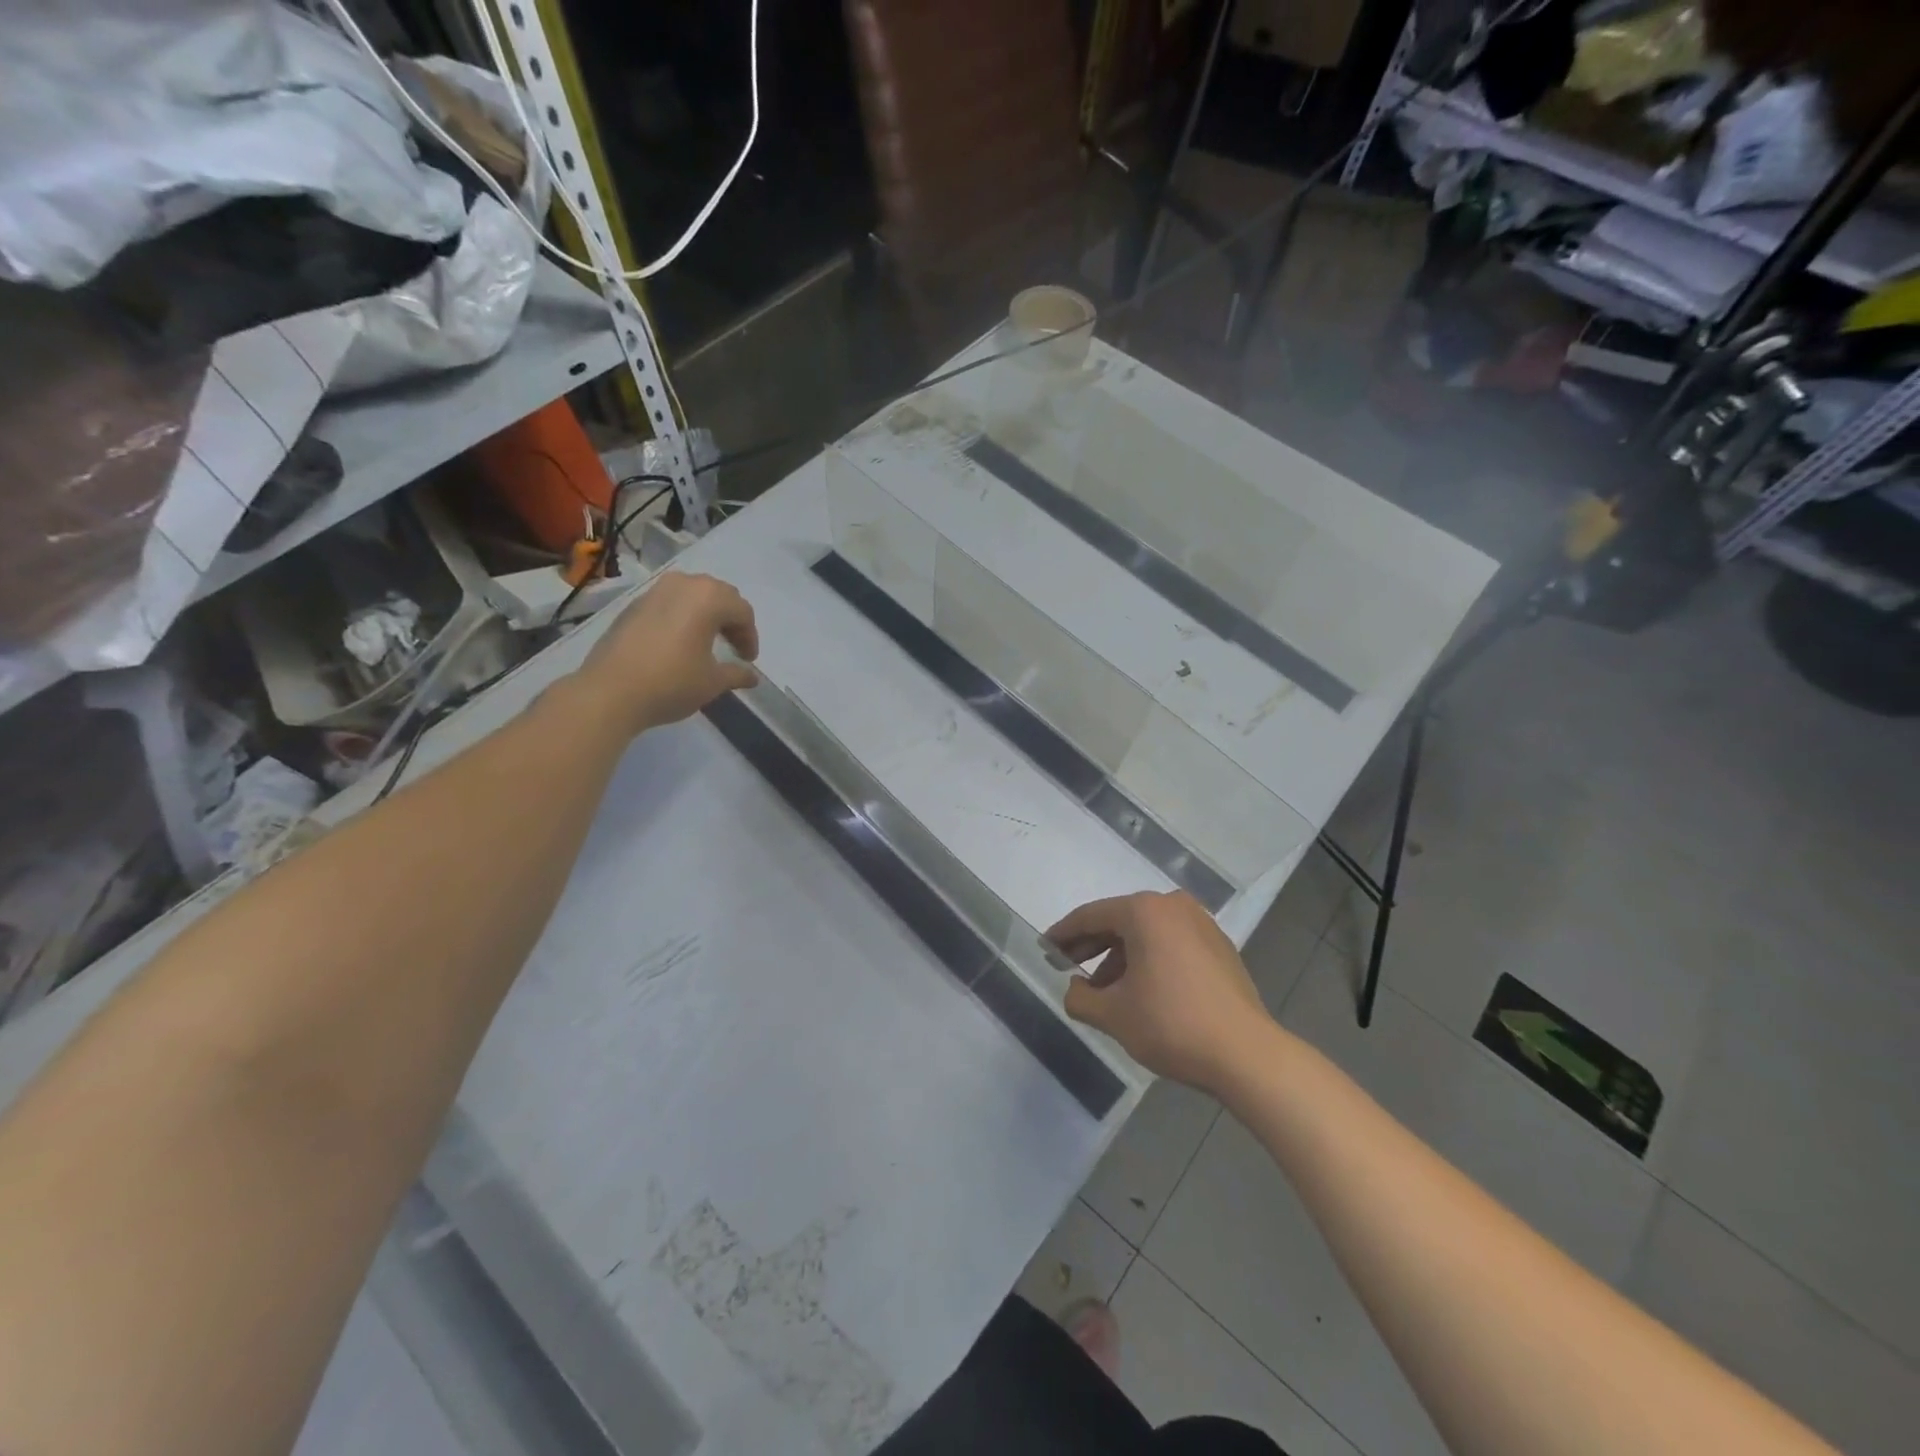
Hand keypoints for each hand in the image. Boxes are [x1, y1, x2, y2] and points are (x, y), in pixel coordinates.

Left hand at [578, 571, 759, 733]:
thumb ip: (736, 674)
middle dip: (731, 619)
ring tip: (708, 640)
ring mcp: (655, 591)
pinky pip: (670, 601)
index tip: (748, 661)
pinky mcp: (634, 604)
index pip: (742, 611)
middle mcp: (683, 585)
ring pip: (693, 593)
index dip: (750, 637)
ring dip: (707, 613)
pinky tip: (679, 640)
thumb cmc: (671, 683)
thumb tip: (751, 677)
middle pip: (719, 595)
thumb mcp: (712, 682)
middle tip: (734, 647)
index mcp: (709, 598)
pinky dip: (683, 615)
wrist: (610, 692)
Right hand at [1047, 890, 1272, 1095]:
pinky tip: (1139, 990)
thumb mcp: (1113, 1015)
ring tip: (1103, 990)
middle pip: (1120, 921)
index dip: (1063, 934)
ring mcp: (1201, 924)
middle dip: (1091, 945)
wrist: (1246, 1054)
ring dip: (1120, 957)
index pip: (1091, 916)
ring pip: (1146, 933)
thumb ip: (1080, 998)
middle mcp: (1173, 906)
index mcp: (1144, 911)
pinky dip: (1149, 960)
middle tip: (1066, 966)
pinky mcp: (1219, 947)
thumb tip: (1074, 990)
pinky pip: (1170, 944)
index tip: (1044, 949)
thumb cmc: (1171, 1024)